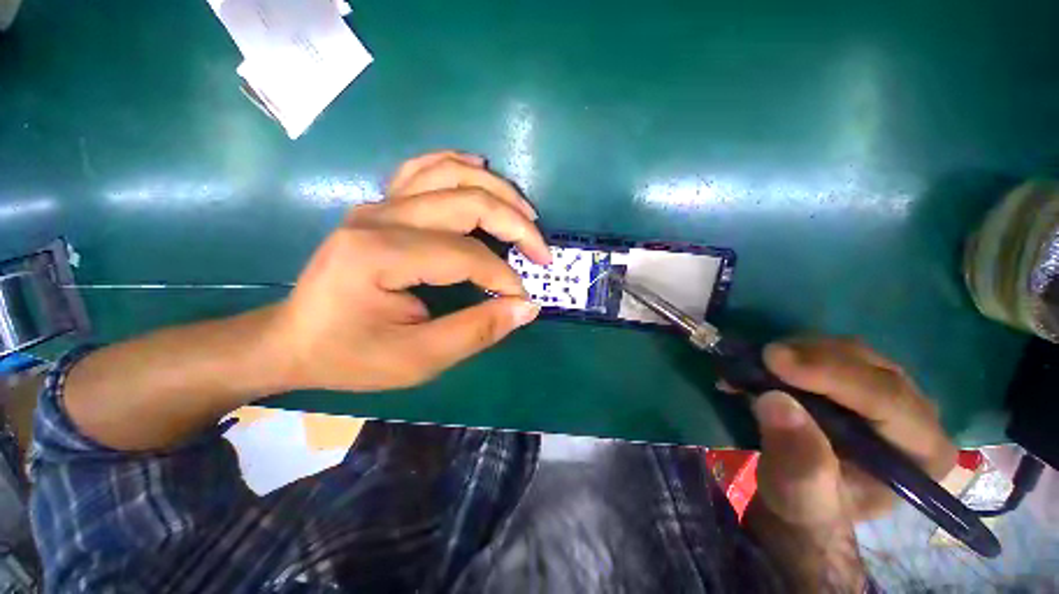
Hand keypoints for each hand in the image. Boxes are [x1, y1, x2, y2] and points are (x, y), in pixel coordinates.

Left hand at [267, 151, 551, 391]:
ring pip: (451, 174)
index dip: (504, 277)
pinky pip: (424, 168)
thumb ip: (477, 331)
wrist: (295, 340)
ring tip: (526, 214)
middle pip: (467, 201)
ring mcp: (379, 204)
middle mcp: (380, 216)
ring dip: (497, 190)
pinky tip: (481, 169)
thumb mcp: (418, 359)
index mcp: (381, 254)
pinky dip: (459, 165)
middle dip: (516, 225)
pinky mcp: (381, 205)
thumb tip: (527, 307)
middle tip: (541, 252)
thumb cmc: (351, 355)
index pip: (466, 255)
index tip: (523, 299)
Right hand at [745, 338, 957, 528]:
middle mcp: (917, 415)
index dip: (833, 375)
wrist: (801, 493)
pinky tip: (766, 363)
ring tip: (756, 364)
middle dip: (813, 358)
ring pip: (850, 351)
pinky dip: (794, 352)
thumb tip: (774, 400)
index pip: (888, 400)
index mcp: (922, 453)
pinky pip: (830, 351)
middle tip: (761, 358)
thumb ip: (796, 458)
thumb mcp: (798, 495)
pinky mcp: (860, 378)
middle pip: (871, 368)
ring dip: (799, 351)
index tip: (775, 360)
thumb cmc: (807, 503)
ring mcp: (890, 391)